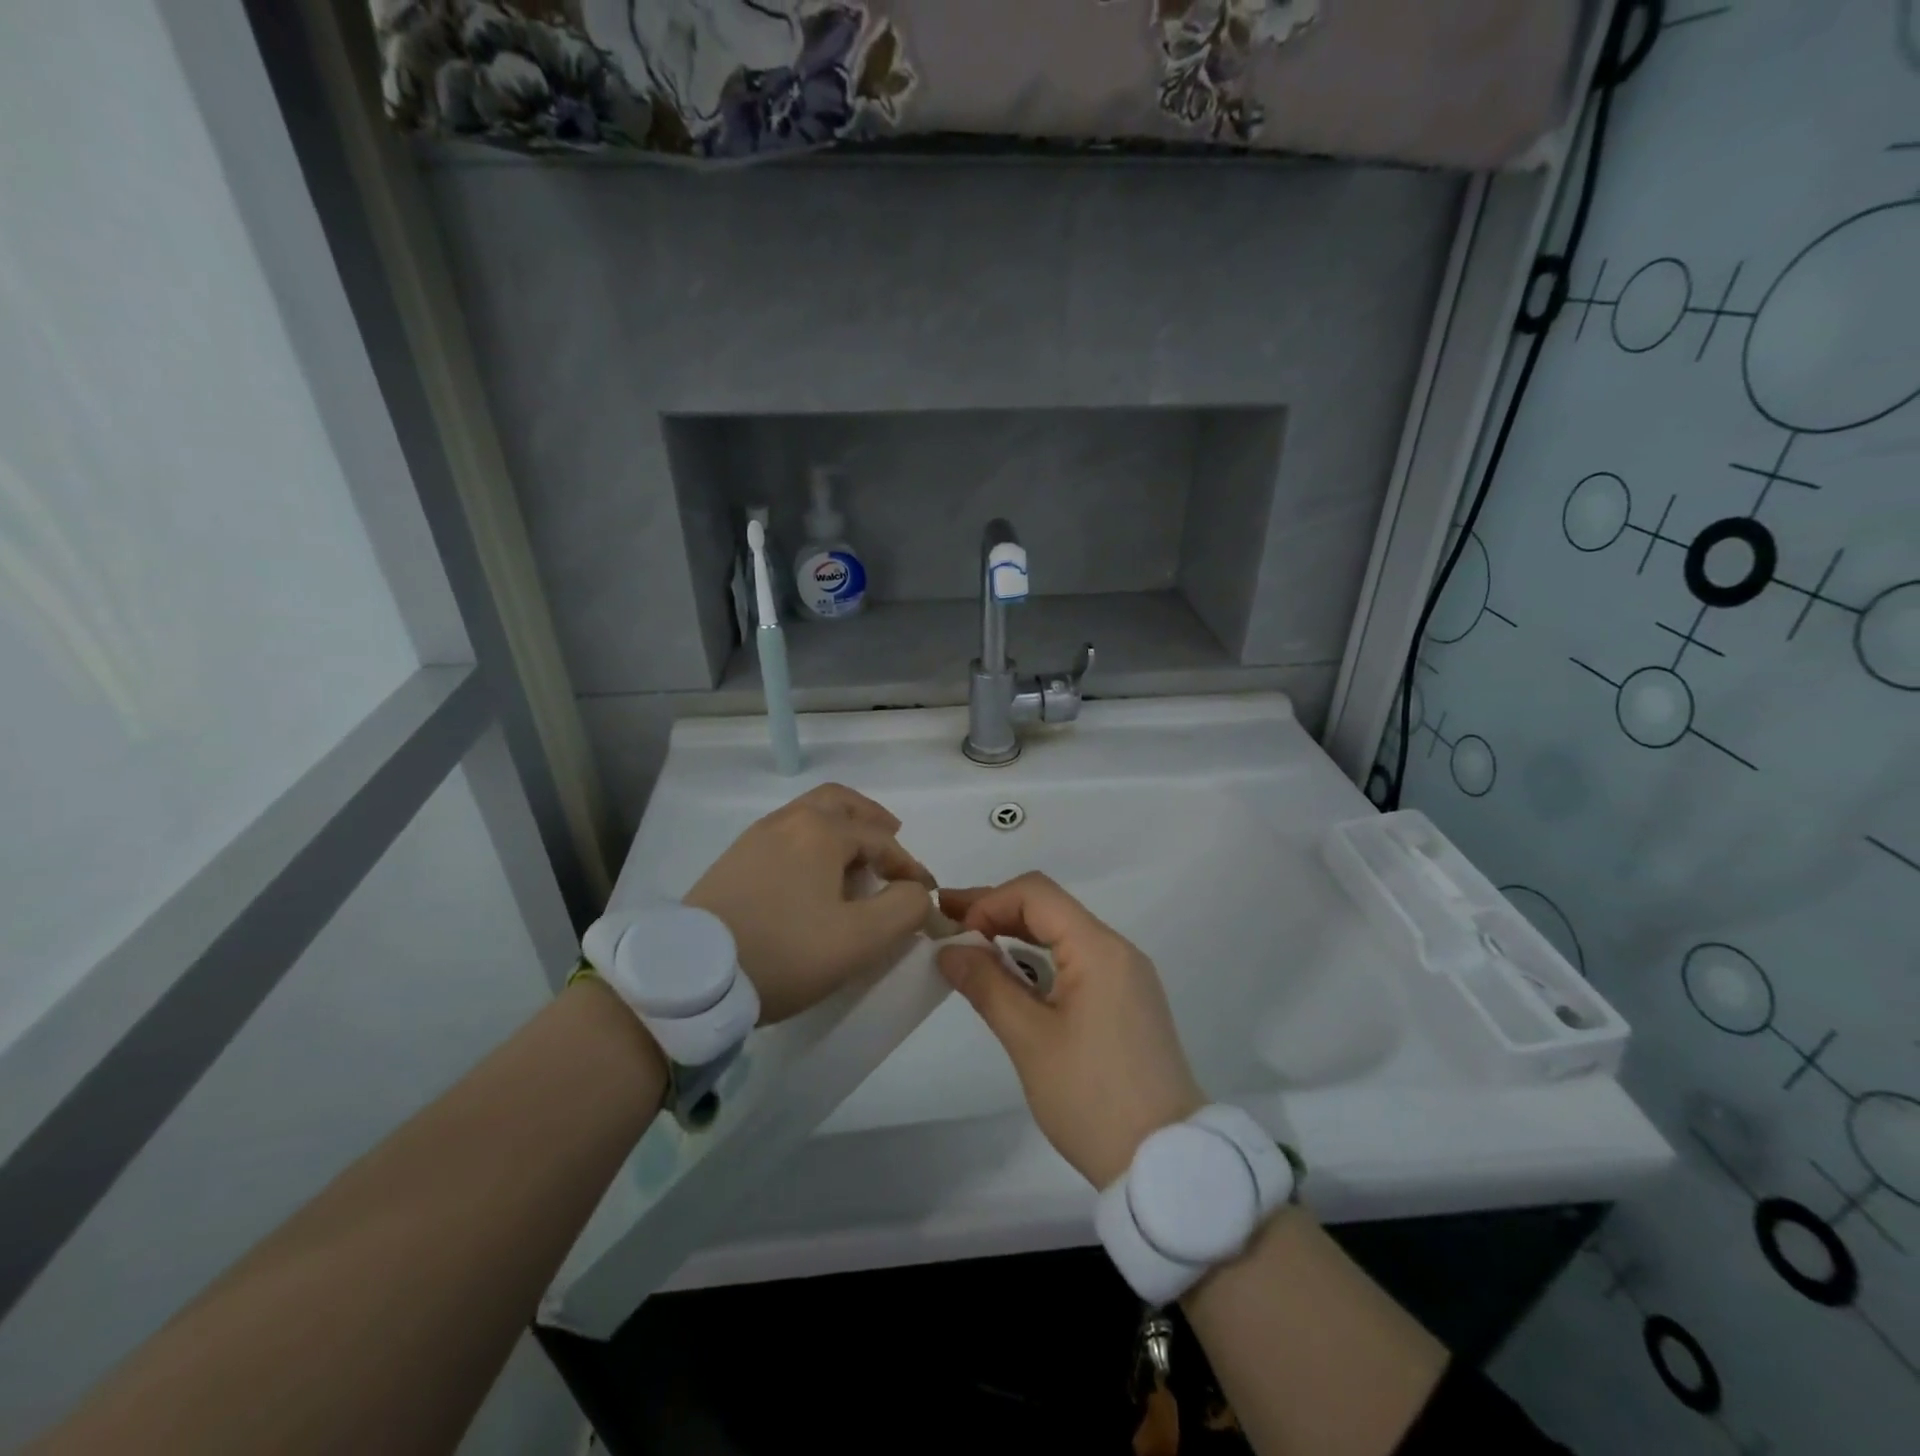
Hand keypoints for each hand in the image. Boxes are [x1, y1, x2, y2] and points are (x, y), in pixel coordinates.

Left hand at [685, 783, 934, 1022]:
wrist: (692, 976)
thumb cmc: (785, 952)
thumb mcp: (860, 939)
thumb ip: (904, 909)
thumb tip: (916, 893)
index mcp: (820, 831)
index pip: (880, 838)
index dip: (909, 865)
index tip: (923, 894)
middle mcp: (787, 821)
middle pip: (839, 802)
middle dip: (871, 818)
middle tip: (892, 838)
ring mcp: (754, 838)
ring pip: (808, 815)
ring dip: (840, 829)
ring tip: (855, 861)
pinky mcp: (733, 861)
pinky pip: (785, 835)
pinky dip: (812, 843)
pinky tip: (813, 878)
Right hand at [937, 874, 1203, 1188]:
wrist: (1165, 1163)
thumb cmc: (1092, 1099)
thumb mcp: (1030, 1041)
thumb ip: (987, 985)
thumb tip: (949, 950)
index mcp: (1099, 949)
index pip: (1036, 894)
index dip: (990, 901)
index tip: (956, 933)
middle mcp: (1117, 950)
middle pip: (1049, 908)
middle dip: (996, 910)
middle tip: (946, 920)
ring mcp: (1127, 976)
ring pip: (1063, 934)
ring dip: (1016, 934)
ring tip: (969, 944)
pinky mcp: (1127, 1001)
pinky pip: (1077, 961)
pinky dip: (1039, 959)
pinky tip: (1011, 975)